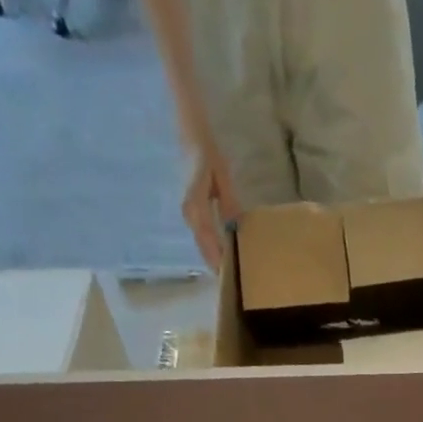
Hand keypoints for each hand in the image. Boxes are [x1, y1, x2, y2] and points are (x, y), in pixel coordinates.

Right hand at [182, 142, 240, 270]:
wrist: (189, 138)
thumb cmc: (207, 153)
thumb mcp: (222, 176)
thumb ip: (228, 202)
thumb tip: (234, 227)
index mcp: (195, 203)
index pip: (207, 238)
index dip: (217, 257)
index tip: (227, 274)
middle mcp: (189, 212)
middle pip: (203, 246)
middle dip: (216, 264)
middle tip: (232, 283)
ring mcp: (188, 214)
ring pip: (202, 244)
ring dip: (213, 259)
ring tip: (229, 275)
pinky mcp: (190, 213)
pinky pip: (201, 237)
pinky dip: (211, 249)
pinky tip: (222, 258)